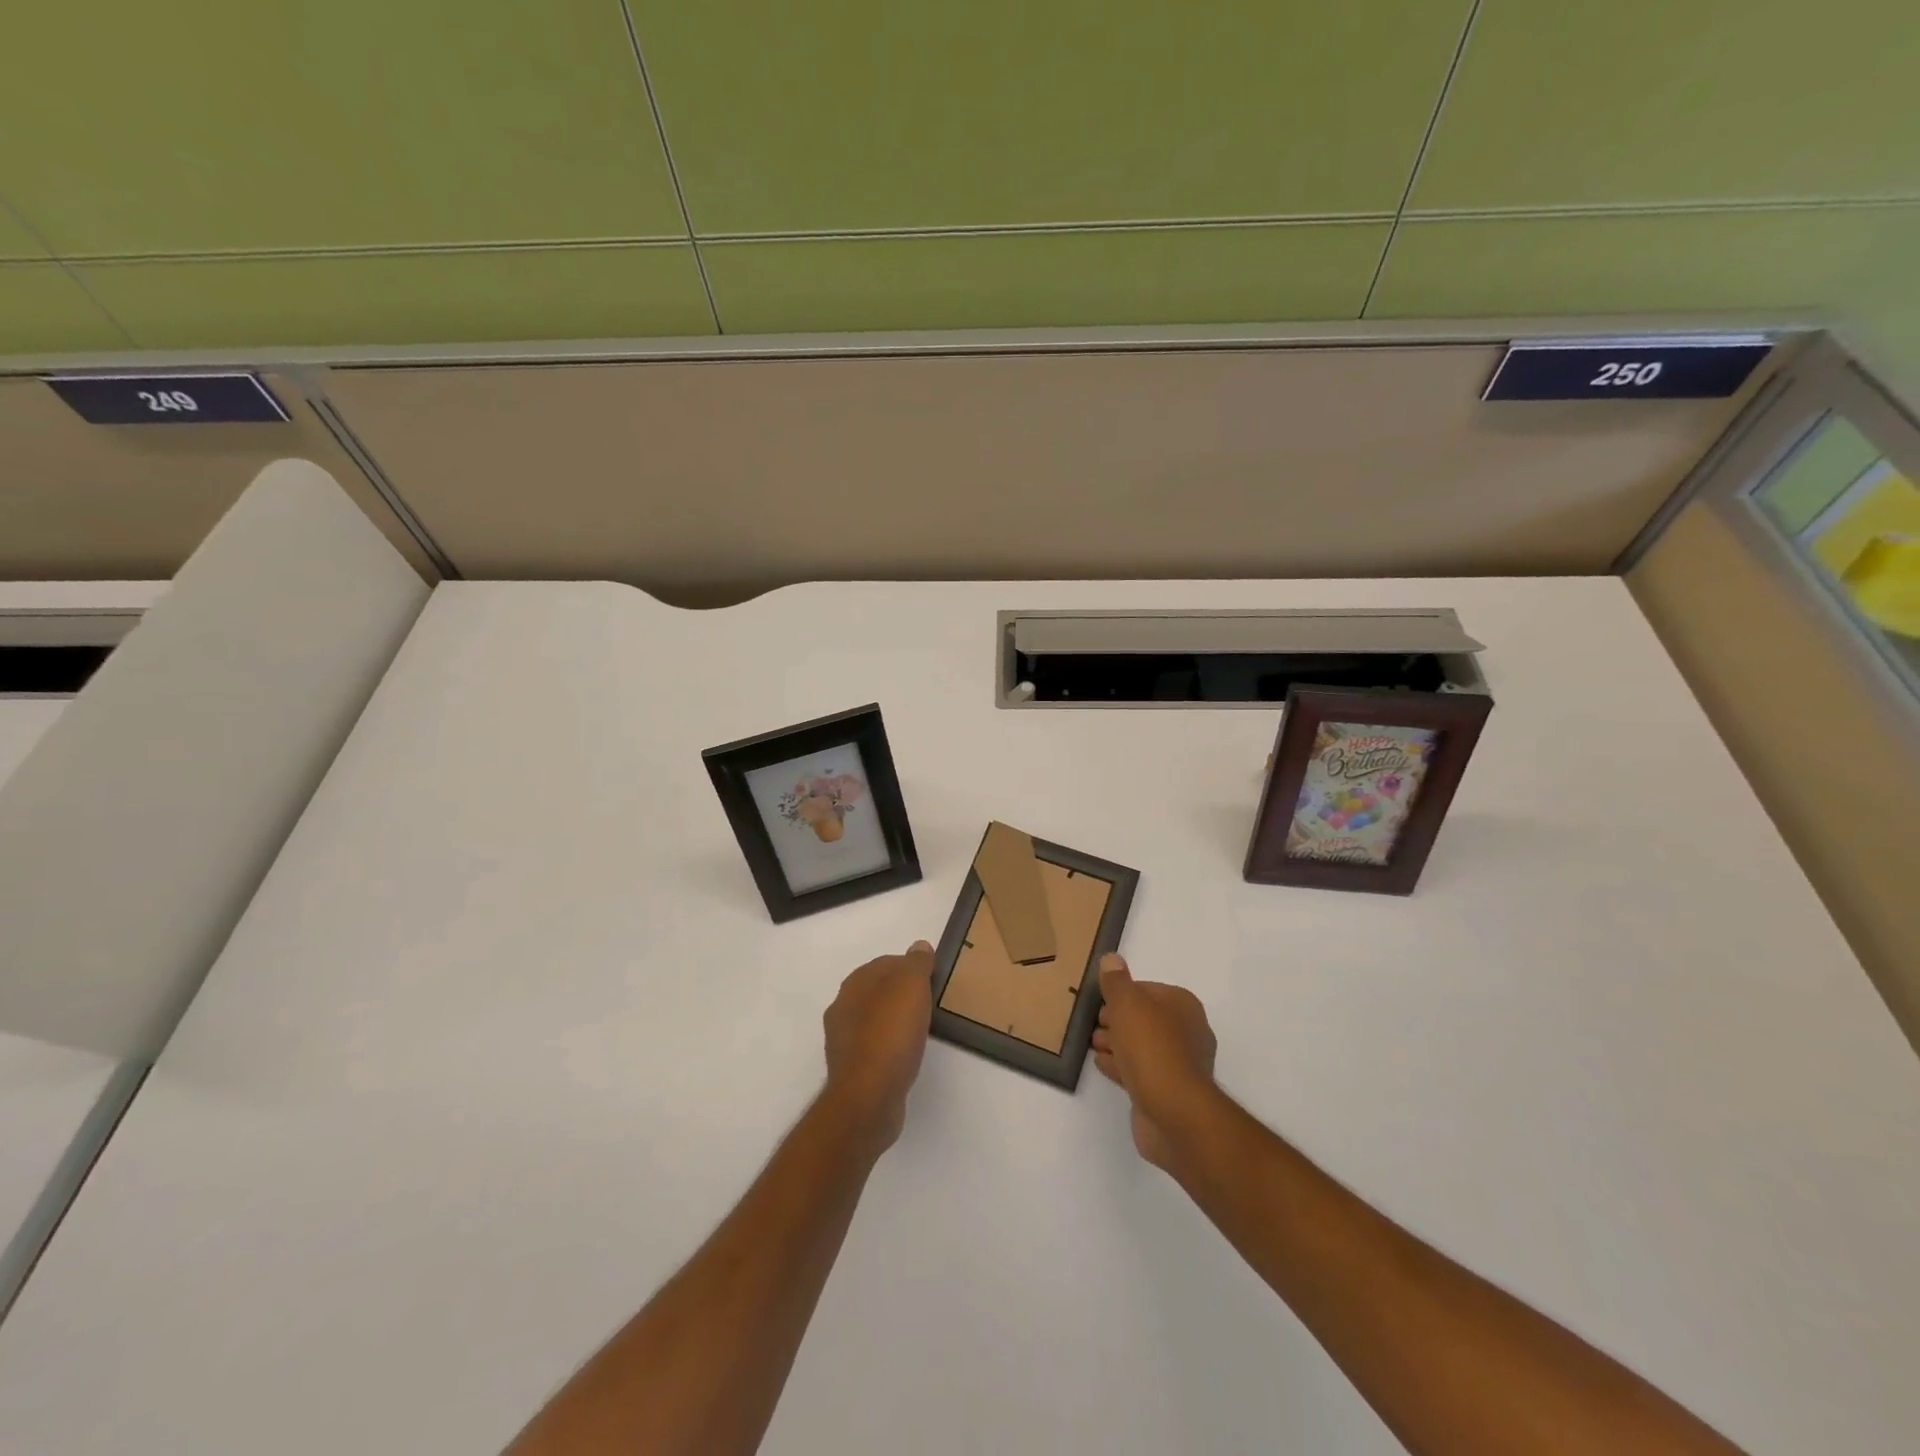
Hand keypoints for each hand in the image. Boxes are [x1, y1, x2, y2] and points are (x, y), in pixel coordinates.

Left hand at [822, 941, 935, 1155]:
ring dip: (894, 1021)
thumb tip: (919, 947)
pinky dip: (889, 1046)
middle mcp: (842, 1007)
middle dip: (901, 994)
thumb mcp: (911, 987)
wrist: (868, 1097)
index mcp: (854, 983)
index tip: (932, 980)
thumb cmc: (891, 1034)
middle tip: (929, 1004)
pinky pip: (874, 1047)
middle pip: (878, 991)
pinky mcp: (851, 1069)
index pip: (886, 963)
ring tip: (920, 1030)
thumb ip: (916, 964)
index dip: (910, 967)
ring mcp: (843, 1040)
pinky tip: (905, 1056)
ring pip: (874, 1019)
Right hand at [1092, 954, 1217, 1170]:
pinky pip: (1140, 1071)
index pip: (1147, 989)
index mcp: (1183, 1005)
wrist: (1174, 1113)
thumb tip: (1112, 958)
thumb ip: (1116, 981)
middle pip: (1144, 1018)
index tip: (1100, 1001)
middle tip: (1094, 1023)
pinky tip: (1103, 1064)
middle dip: (1117, 1019)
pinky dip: (1121, 1066)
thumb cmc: (1151, 1048)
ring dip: (1117, 1043)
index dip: (1121, 994)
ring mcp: (1179, 1065)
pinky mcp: (1168, 1092)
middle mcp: (1187, 1032)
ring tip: (1093, 1044)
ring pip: (1141, 1046)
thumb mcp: (1127, 1004)